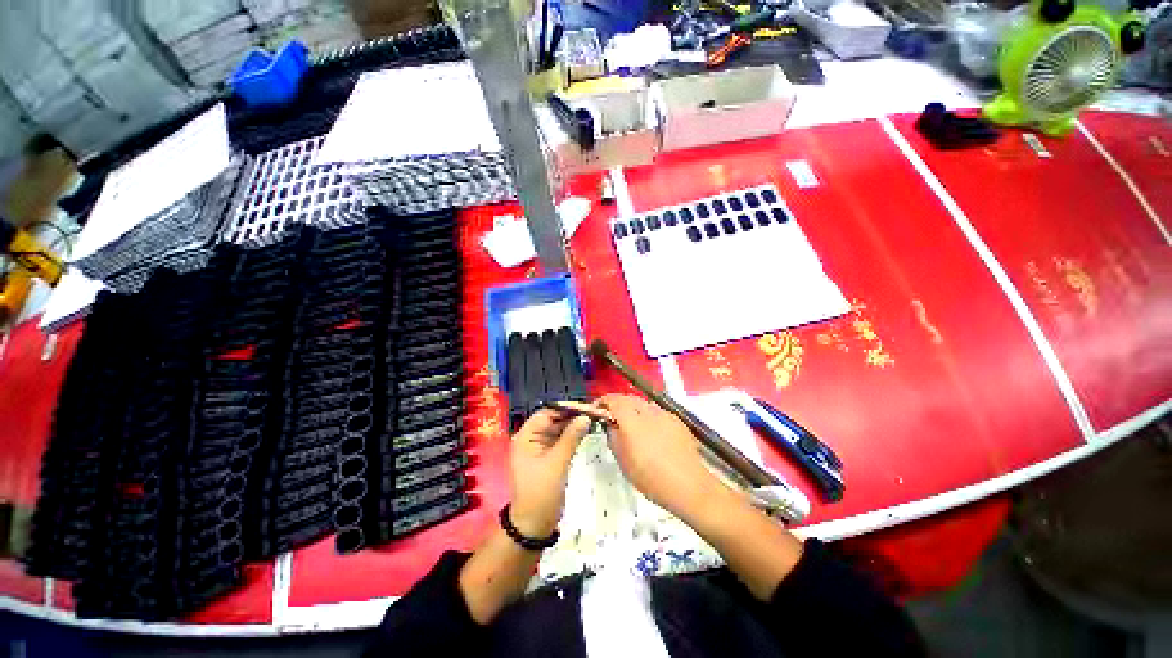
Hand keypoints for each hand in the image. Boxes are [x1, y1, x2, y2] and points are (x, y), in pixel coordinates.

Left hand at [508, 408, 592, 536]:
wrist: (535, 524)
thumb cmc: (542, 492)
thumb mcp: (557, 462)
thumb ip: (571, 437)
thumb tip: (585, 417)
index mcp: (525, 437)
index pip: (545, 414)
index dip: (564, 408)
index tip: (584, 406)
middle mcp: (531, 439)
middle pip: (552, 420)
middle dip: (571, 416)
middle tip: (592, 412)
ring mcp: (540, 448)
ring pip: (558, 430)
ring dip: (573, 425)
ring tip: (592, 419)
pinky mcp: (548, 457)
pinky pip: (561, 440)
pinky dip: (572, 436)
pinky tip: (585, 431)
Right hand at [597, 394, 725, 518]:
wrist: (688, 485)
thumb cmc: (650, 477)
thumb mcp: (622, 460)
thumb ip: (613, 436)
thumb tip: (611, 424)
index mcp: (631, 419)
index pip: (613, 399)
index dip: (603, 402)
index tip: (597, 409)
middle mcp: (648, 411)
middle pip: (628, 398)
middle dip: (618, 404)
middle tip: (613, 418)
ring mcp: (665, 414)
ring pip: (644, 405)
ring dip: (634, 410)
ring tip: (633, 428)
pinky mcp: (677, 421)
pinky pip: (658, 413)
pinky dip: (650, 418)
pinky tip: (652, 435)